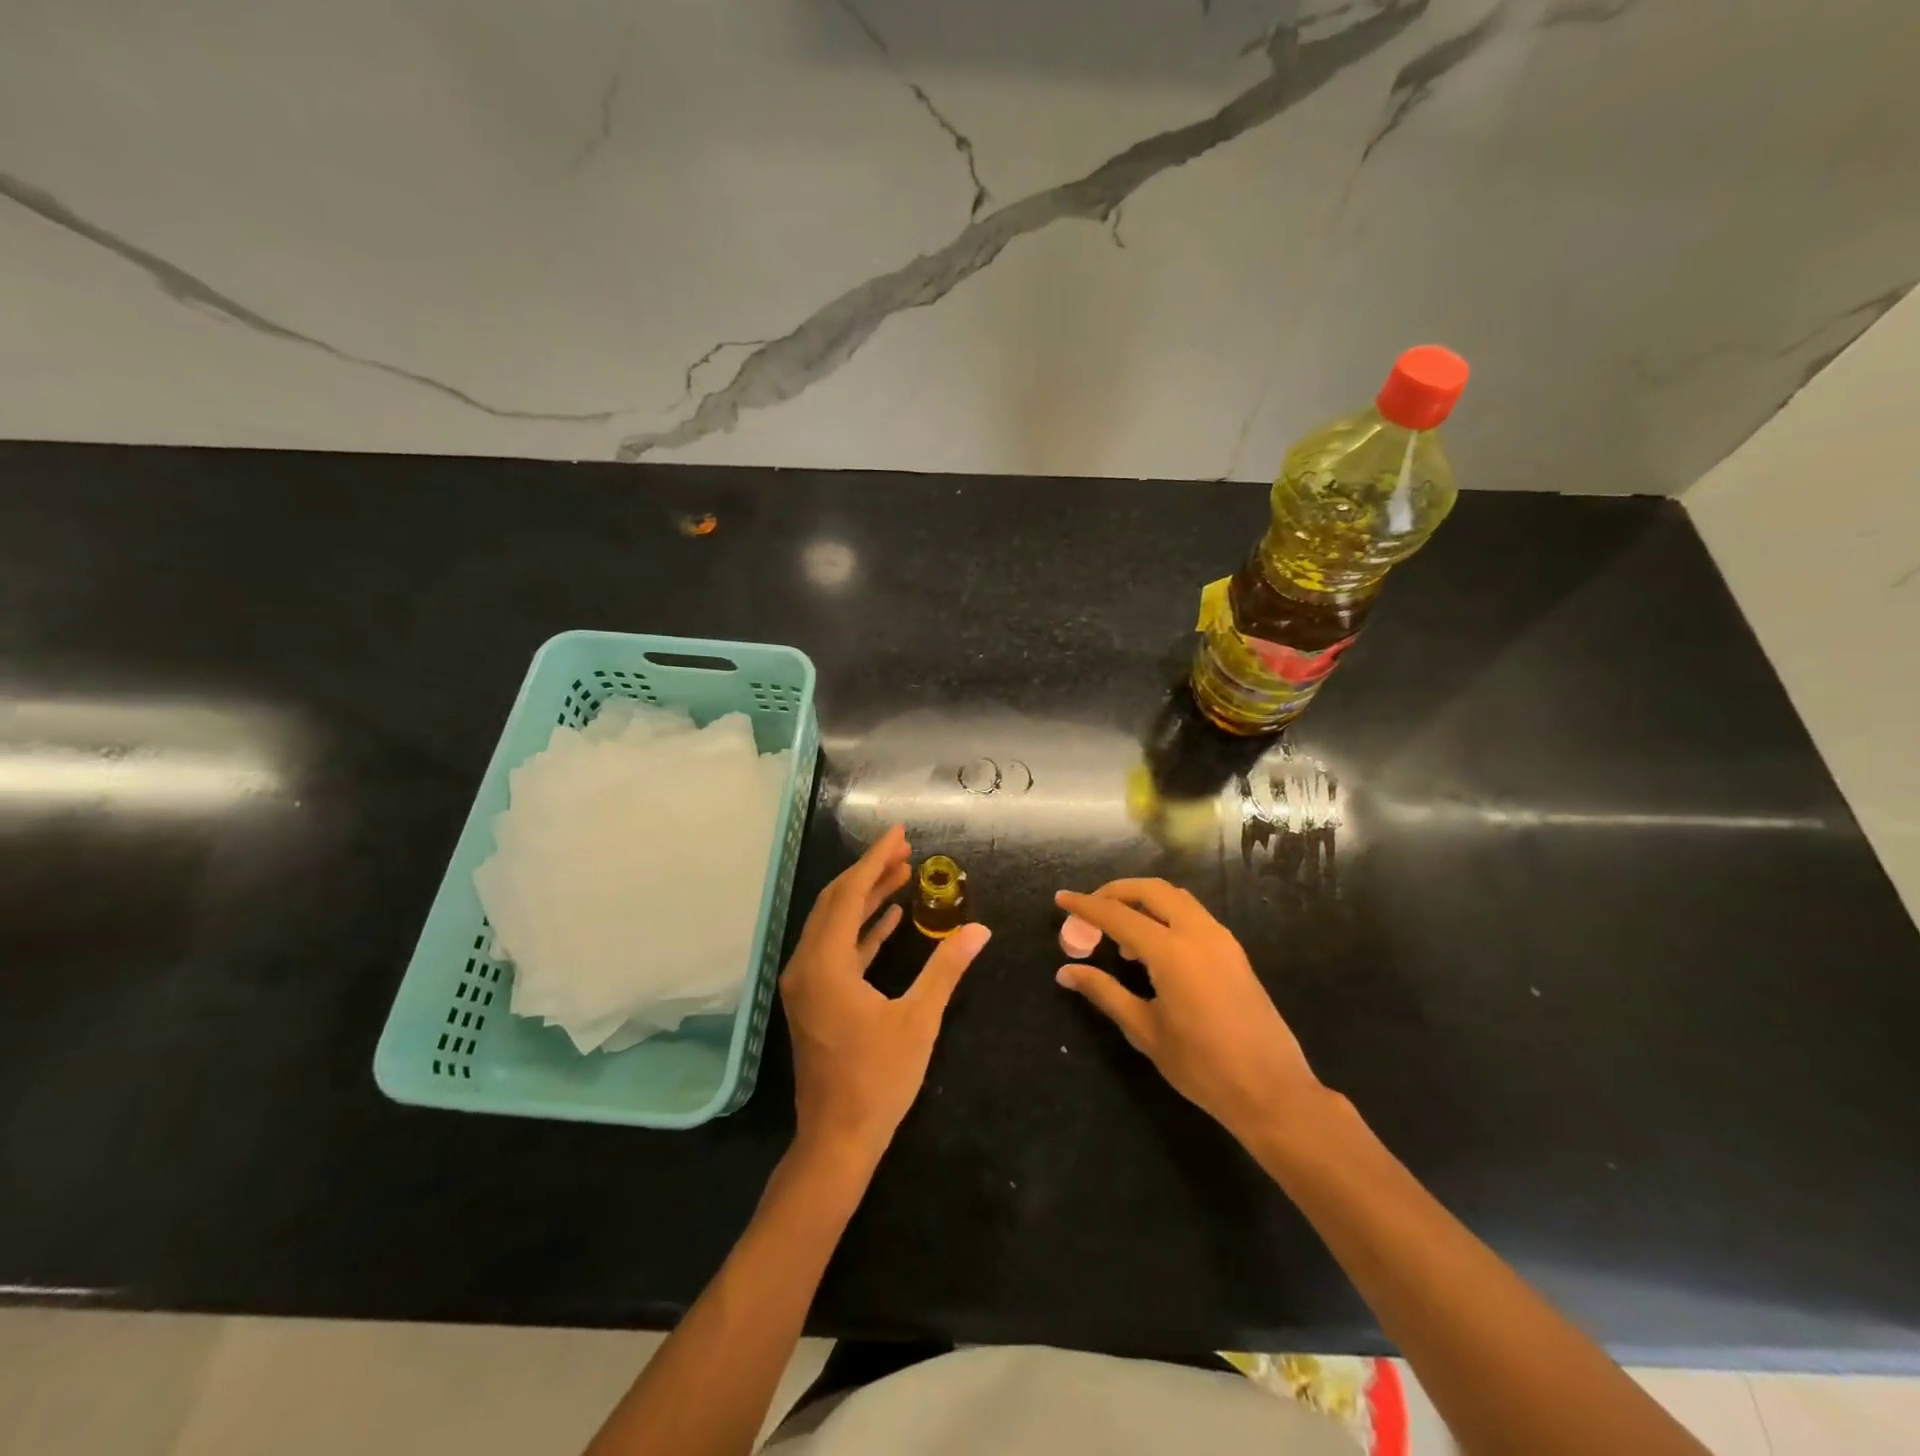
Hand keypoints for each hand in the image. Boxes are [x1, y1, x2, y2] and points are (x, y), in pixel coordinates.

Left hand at [781, 825, 990, 1168]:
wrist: (837, 1140)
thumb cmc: (878, 1080)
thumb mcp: (919, 1020)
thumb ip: (946, 969)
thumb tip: (980, 931)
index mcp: (825, 964)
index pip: (849, 895)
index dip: (874, 860)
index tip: (899, 835)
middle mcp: (806, 965)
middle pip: (836, 902)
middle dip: (870, 873)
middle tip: (905, 852)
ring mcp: (807, 983)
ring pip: (835, 924)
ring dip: (866, 898)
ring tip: (902, 875)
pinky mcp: (815, 998)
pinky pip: (837, 950)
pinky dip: (862, 931)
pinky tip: (890, 918)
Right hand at [1055, 879, 1324, 1146]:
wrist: (1272, 1091)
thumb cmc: (1202, 1067)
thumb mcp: (1145, 1030)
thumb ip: (1104, 992)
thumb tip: (1066, 972)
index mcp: (1172, 952)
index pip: (1118, 915)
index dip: (1086, 906)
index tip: (1061, 899)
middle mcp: (1198, 933)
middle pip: (1151, 890)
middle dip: (1116, 892)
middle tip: (1091, 910)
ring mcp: (1221, 940)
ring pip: (1176, 898)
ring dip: (1143, 901)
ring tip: (1120, 934)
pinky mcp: (1234, 952)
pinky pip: (1193, 915)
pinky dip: (1166, 915)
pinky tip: (1153, 949)